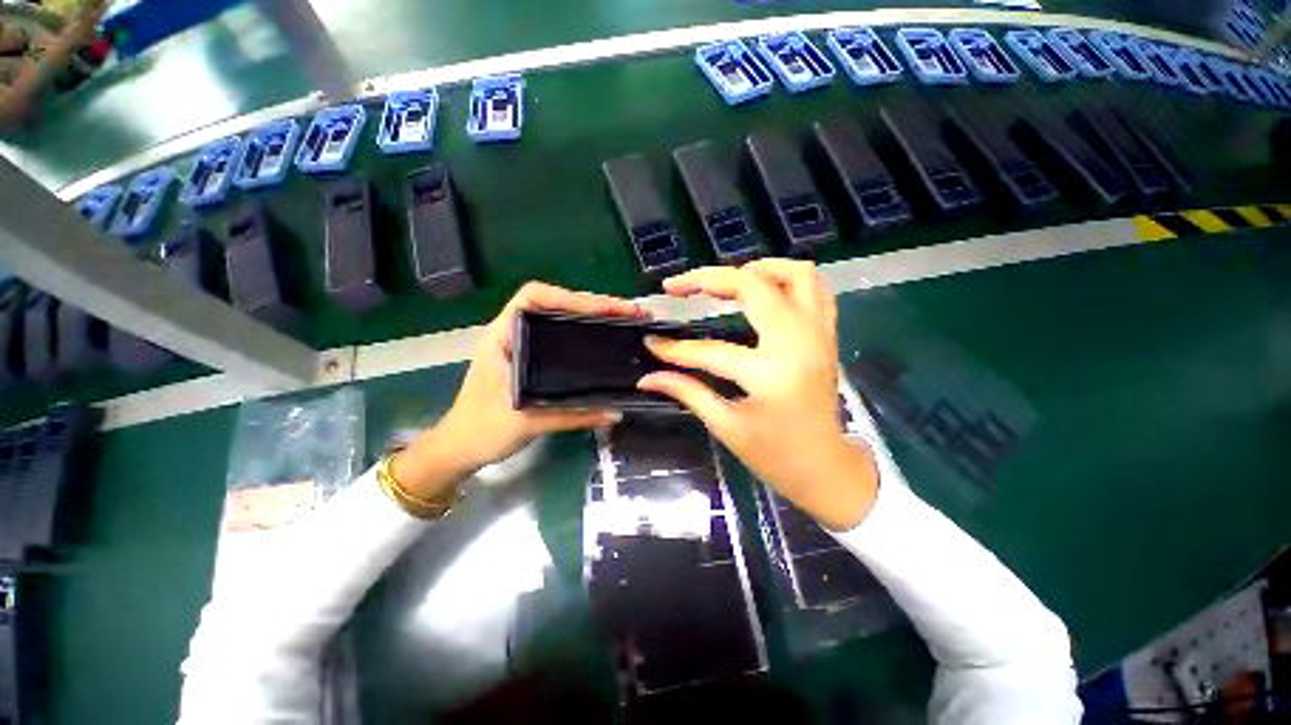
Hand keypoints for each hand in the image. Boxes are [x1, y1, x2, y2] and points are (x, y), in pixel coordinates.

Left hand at [392, 282, 646, 498]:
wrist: (458, 449)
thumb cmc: (482, 431)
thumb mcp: (528, 422)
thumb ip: (573, 416)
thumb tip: (615, 412)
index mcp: (502, 337)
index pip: (533, 297)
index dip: (569, 297)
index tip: (602, 309)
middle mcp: (512, 334)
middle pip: (553, 304)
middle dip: (591, 304)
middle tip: (626, 312)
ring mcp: (521, 345)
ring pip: (558, 318)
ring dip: (589, 315)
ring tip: (621, 319)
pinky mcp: (530, 359)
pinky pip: (559, 336)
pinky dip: (582, 331)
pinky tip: (602, 337)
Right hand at [637, 260, 878, 530]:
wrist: (827, 468)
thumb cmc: (776, 457)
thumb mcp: (726, 427)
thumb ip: (686, 392)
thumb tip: (647, 377)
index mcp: (770, 375)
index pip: (710, 351)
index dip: (674, 349)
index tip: (650, 343)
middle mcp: (798, 344)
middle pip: (752, 286)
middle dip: (707, 279)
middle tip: (678, 287)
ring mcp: (818, 335)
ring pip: (794, 274)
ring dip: (754, 269)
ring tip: (723, 282)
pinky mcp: (827, 335)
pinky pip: (815, 289)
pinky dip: (786, 279)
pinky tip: (761, 290)